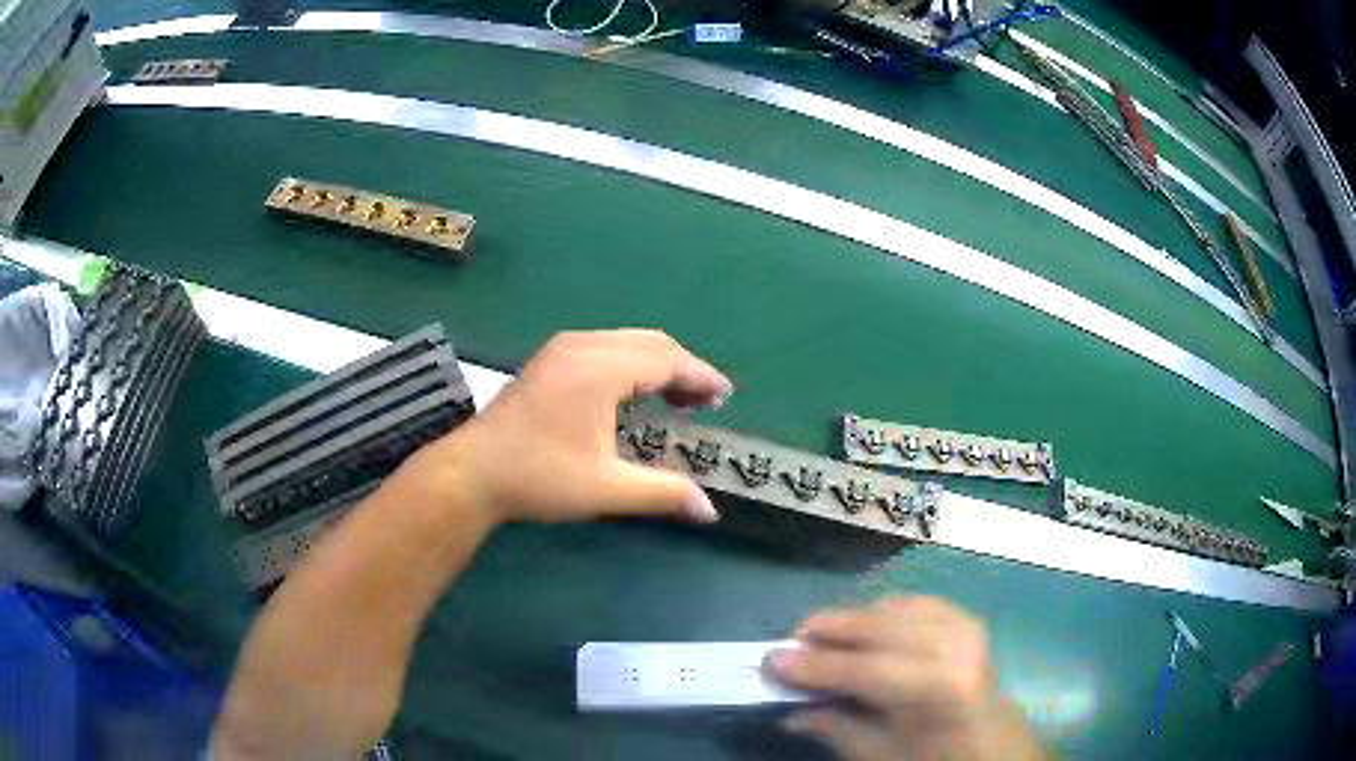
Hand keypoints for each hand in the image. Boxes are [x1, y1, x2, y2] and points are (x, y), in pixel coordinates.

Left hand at [416, 329, 730, 525]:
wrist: (472, 473)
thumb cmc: (539, 477)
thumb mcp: (606, 488)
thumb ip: (663, 493)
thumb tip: (709, 510)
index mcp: (600, 368)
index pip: (666, 359)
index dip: (701, 376)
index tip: (725, 395)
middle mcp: (584, 346)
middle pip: (650, 343)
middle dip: (683, 368)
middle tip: (706, 401)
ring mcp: (562, 349)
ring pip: (627, 342)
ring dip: (657, 364)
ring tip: (677, 398)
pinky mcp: (550, 360)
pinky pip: (605, 348)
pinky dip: (632, 364)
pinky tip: (634, 393)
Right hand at [769, 597, 1043, 760]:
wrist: (993, 739)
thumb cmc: (935, 755)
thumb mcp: (881, 754)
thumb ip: (834, 727)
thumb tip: (786, 711)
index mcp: (938, 689)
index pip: (864, 669)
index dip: (815, 664)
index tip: (772, 659)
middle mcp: (954, 647)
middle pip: (878, 627)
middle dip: (828, 630)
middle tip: (790, 641)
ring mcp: (964, 626)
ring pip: (893, 609)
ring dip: (852, 620)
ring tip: (821, 636)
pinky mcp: (965, 618)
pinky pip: (913, 603)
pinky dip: (880, 612)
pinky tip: (863, 628)